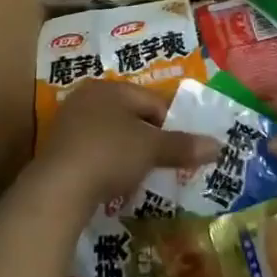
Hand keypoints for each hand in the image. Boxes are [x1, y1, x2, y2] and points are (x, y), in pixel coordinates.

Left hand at [31, 79, 218, 214]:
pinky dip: (109, 163)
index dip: (173, 124)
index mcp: (110, 87)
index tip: (184, 149)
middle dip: (150, 138)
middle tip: (166, 162)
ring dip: (129, 152)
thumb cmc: (110, 154)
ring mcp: (69, 123)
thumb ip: (183, 146)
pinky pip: (94, 151)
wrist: (58, 188)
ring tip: (143, 174)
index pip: (152, 100)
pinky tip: (115, 182)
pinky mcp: (58, 149)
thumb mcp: (151, 149)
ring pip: (112, 134)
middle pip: (131, 116)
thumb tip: (218, 146)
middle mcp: (87, 97)